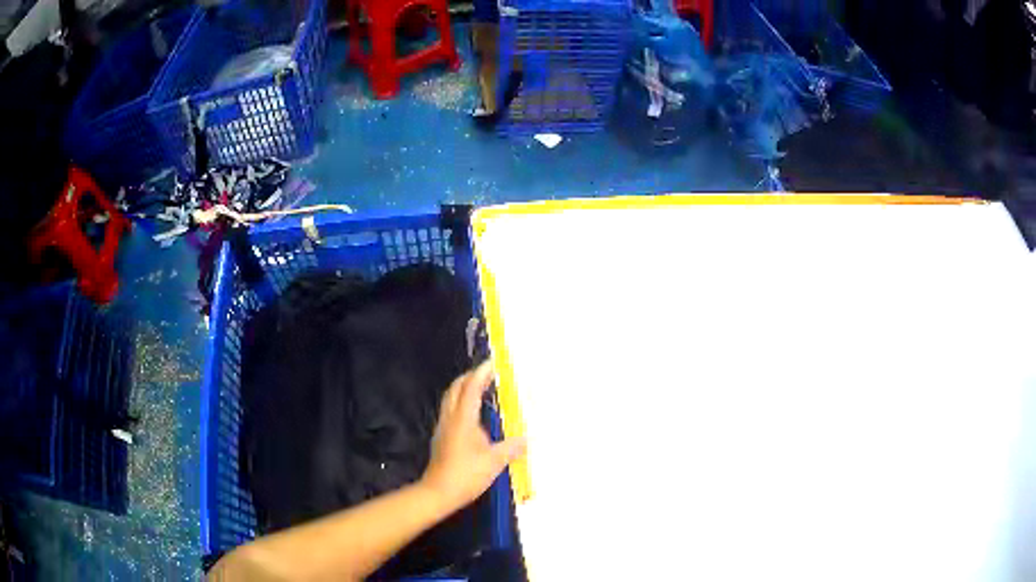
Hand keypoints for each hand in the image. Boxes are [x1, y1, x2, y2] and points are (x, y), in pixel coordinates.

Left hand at [420, 361, 526, 513]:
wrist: (438, 492)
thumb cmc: (466, 474)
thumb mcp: (494, 462)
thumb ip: (511, 448)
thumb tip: (527, 439)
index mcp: (463, 420)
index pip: (471, 388)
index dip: (481, 373)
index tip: (493, 363)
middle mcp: (451, 419)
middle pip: (456, 389)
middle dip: (470, 377)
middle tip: (487, 373)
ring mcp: (444, 428)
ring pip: (451, 399)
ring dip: (464, 389)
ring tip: (481, 388)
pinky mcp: (442, 438)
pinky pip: (451, 411)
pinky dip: (462, 403)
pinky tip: (474, 414)